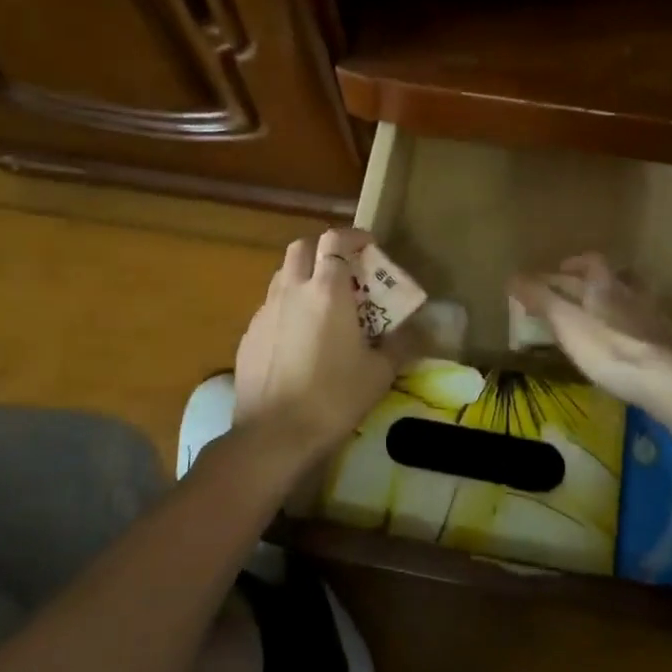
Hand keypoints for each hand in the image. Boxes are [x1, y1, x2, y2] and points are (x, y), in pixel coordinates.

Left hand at [234, 228, 400, 462]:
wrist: (274, 435)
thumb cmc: (334, 398)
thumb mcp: (379, 373)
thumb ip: (401, 344)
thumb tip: (422, 330)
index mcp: (327, 291)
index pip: (335, 240)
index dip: (353, 236)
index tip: (369, 246)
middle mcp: (293, 290)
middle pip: (302, 247)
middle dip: (323, 249)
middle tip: (343, 269)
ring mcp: (266, 311)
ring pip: (283, 274)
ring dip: (303, 275)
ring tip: (321, 302)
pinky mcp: (249, 335)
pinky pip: (270, 306)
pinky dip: (287, 307)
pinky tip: (298, 337)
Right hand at [508, 254, 671, 410]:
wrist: (667, 379)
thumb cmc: (608, 347)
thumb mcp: (565, 322)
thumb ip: (540, 298)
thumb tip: (512, 276)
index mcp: (605, 284)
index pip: (592, 261)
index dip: (575, 262)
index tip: (560, 269)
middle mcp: (632, 293)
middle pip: (616, 276)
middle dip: (595, 281)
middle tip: (578, 291)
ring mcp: (654, 317)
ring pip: (635, 298)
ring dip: (618, 301)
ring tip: (603, 315)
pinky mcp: (669, 342)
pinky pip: (647, 325)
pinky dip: (633, 327)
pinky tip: (627, 343)